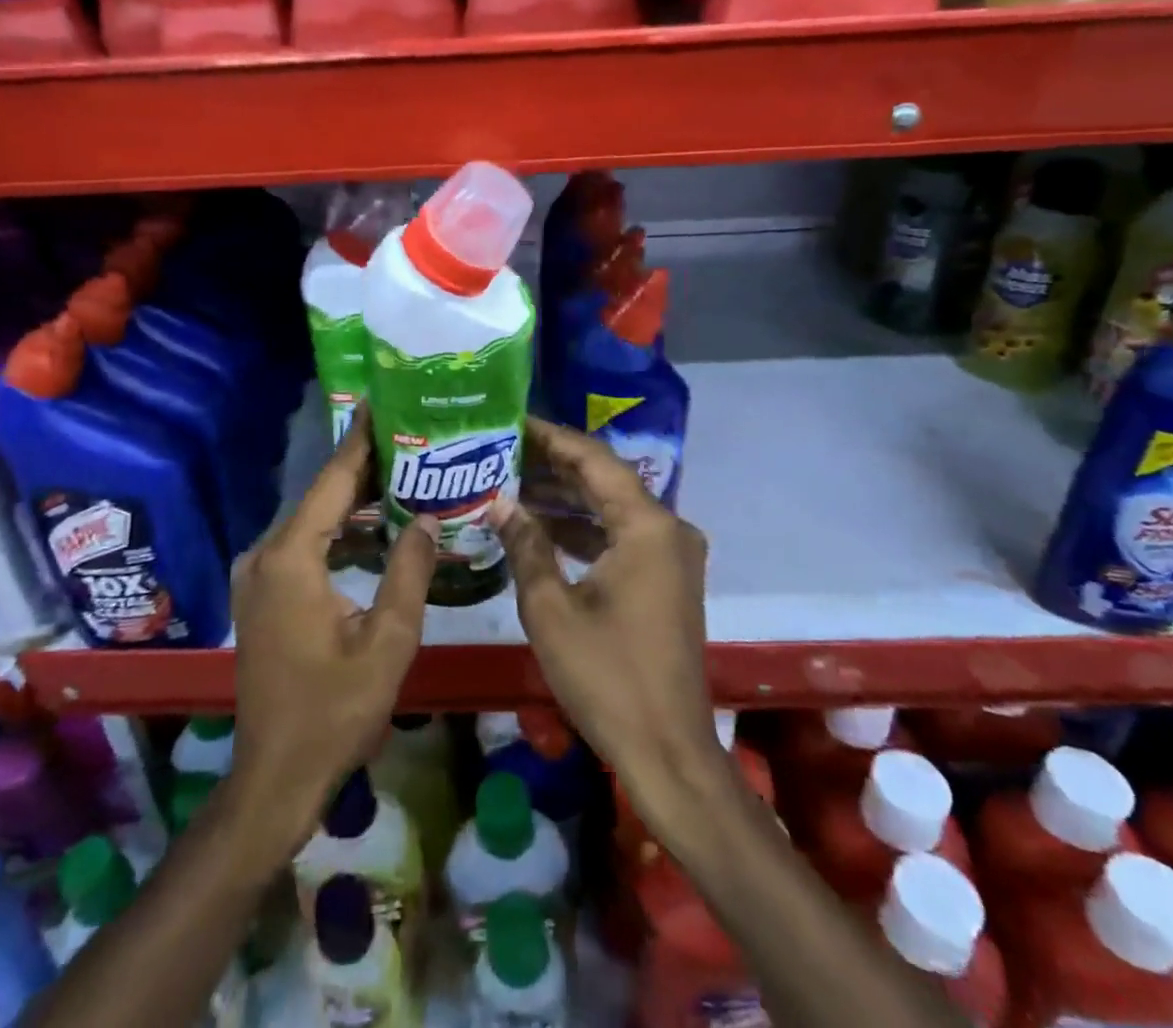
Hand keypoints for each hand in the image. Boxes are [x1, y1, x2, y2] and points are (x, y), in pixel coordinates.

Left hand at [227, 411, 437, 856]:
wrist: (275, 777)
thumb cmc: (334, 713)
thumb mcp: (387, 643)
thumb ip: (409, 572)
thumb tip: (427, 517)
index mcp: (291, 558)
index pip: (332, 482)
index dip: (360, 441)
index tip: (382, 402)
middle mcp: (265, 555)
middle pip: (321, 496)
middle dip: (364, 468)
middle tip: (411, 438)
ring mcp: (258, 575)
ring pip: (312, 521)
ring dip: (352, 501)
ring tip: (402, 473)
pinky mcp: (262, 593)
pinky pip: (304, 545)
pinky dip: (338, 531)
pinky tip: (374, 527)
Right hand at [494, 418, 717, 785]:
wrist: (667, 751)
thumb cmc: (607, 676)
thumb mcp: (551, 608)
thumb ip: (526, 545)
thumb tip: (501, 502)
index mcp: (647, 526)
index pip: (594, 459)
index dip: (551, 437)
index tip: (511, 421)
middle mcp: (668, 529)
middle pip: (606, 478)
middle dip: (555, 464)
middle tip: (503, 449)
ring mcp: (671, 555)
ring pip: (612, 507)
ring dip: (566, 497)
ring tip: (512, 481)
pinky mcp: (666, 579)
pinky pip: (621, 535)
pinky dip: (584, 528)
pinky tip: (541, 527)